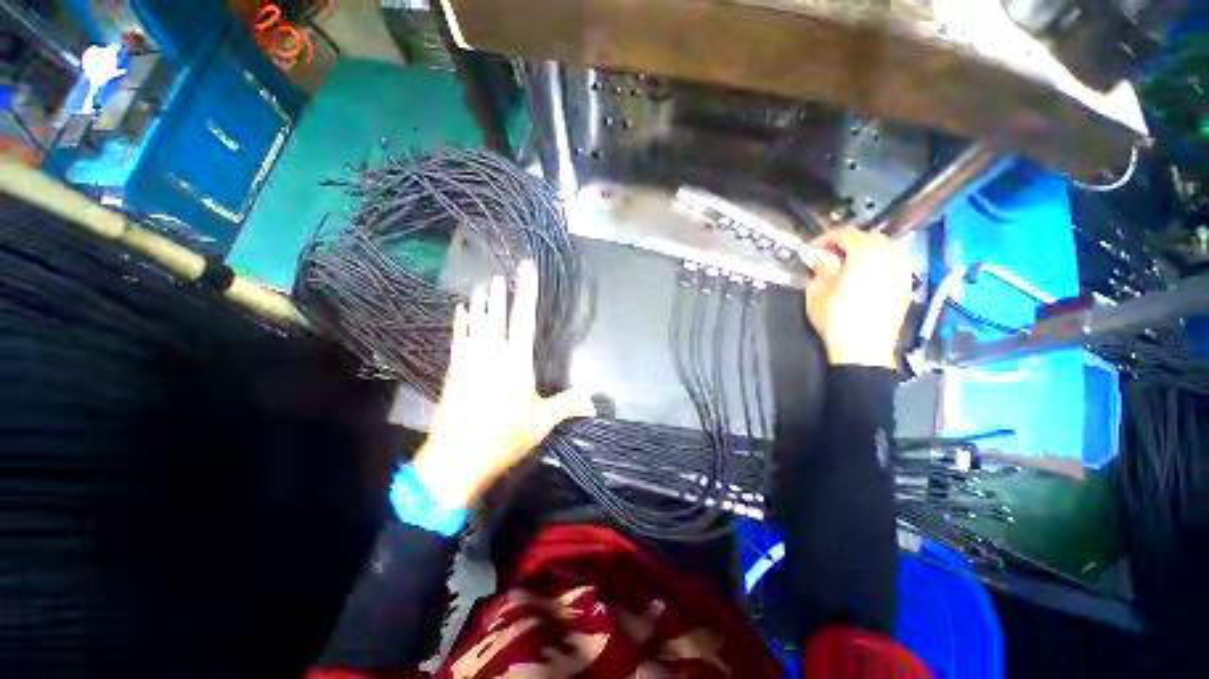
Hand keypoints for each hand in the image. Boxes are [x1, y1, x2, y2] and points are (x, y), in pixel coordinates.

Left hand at [412, 261, 594, 508]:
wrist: (457, 457)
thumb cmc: (504, 438)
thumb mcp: (541, 423)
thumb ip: (567, 406)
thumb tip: (593, 401)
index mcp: (517, 364)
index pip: (524, 320)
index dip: (527, 293)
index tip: (525, 272)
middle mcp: (493, 355)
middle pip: (496, 317)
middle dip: (499, 294)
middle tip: (498, 276)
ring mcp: (470, 361)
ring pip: (475, 323)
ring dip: (479, 303)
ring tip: (481, 285)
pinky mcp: (454, 370)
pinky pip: (457, 338)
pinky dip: (459, 322)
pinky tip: (459, 310)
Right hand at [805, 228, 912, 368]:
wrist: (863, 349)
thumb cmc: (836, 318)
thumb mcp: (817, 290)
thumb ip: (820, 266)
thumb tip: (819, 255)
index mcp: (866, 253)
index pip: (845, 234)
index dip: (825, 238)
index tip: (812, 248)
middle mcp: (890, 256)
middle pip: (869, 238)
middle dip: (847, 243)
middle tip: (828, 255)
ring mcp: (902, 271)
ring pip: (886, 249)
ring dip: (866, 251)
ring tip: (847, 264)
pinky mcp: (906, 287)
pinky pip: (894, 264)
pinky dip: (879, 264)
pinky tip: (865, 276)